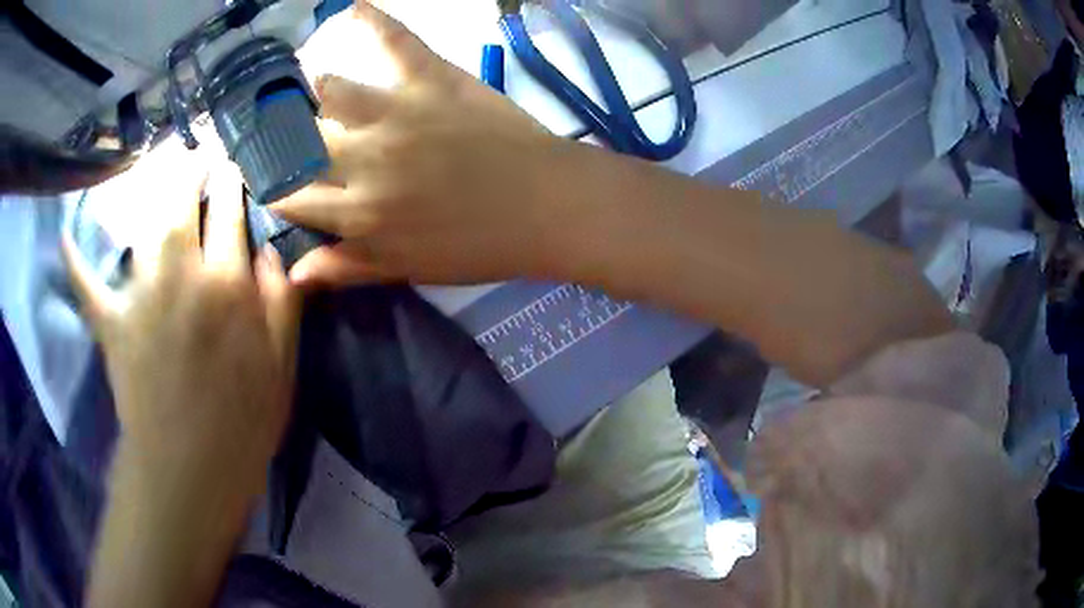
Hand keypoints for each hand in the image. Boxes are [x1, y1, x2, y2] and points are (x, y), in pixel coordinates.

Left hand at [63, 162, 300, 488]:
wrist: (190, 473)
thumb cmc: (241, 427)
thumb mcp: (281, 371)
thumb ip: (281, 306)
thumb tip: (272, 255)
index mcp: (229, 289)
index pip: (230, 214)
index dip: (230, 183)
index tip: (229, 166)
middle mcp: (182, 279)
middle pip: (181, 205)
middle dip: (187, 170)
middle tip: (191, 153)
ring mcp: (141, 298)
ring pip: (141, 229)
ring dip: (144, 193)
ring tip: (150, 171)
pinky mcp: (112, 324)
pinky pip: (88, 285)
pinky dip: (74, 260)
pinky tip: (66, 235)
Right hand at [271, 1, 571, 286]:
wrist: (546, 206)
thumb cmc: (479, 246)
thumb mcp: (408, 269)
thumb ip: (347, 267)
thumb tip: (293, 273)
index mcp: (357, 212)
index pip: (289, 195)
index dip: (270, 187)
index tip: (266, 177)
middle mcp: (363, 158)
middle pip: (300, 139)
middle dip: (281, 136)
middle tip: (282, 128)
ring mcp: (396, 112)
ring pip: (331, 89)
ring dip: (315, 87)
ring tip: (311, 82)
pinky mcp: (433, 80)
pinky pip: (396, 41)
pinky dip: (374, 19)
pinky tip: (354, 6)